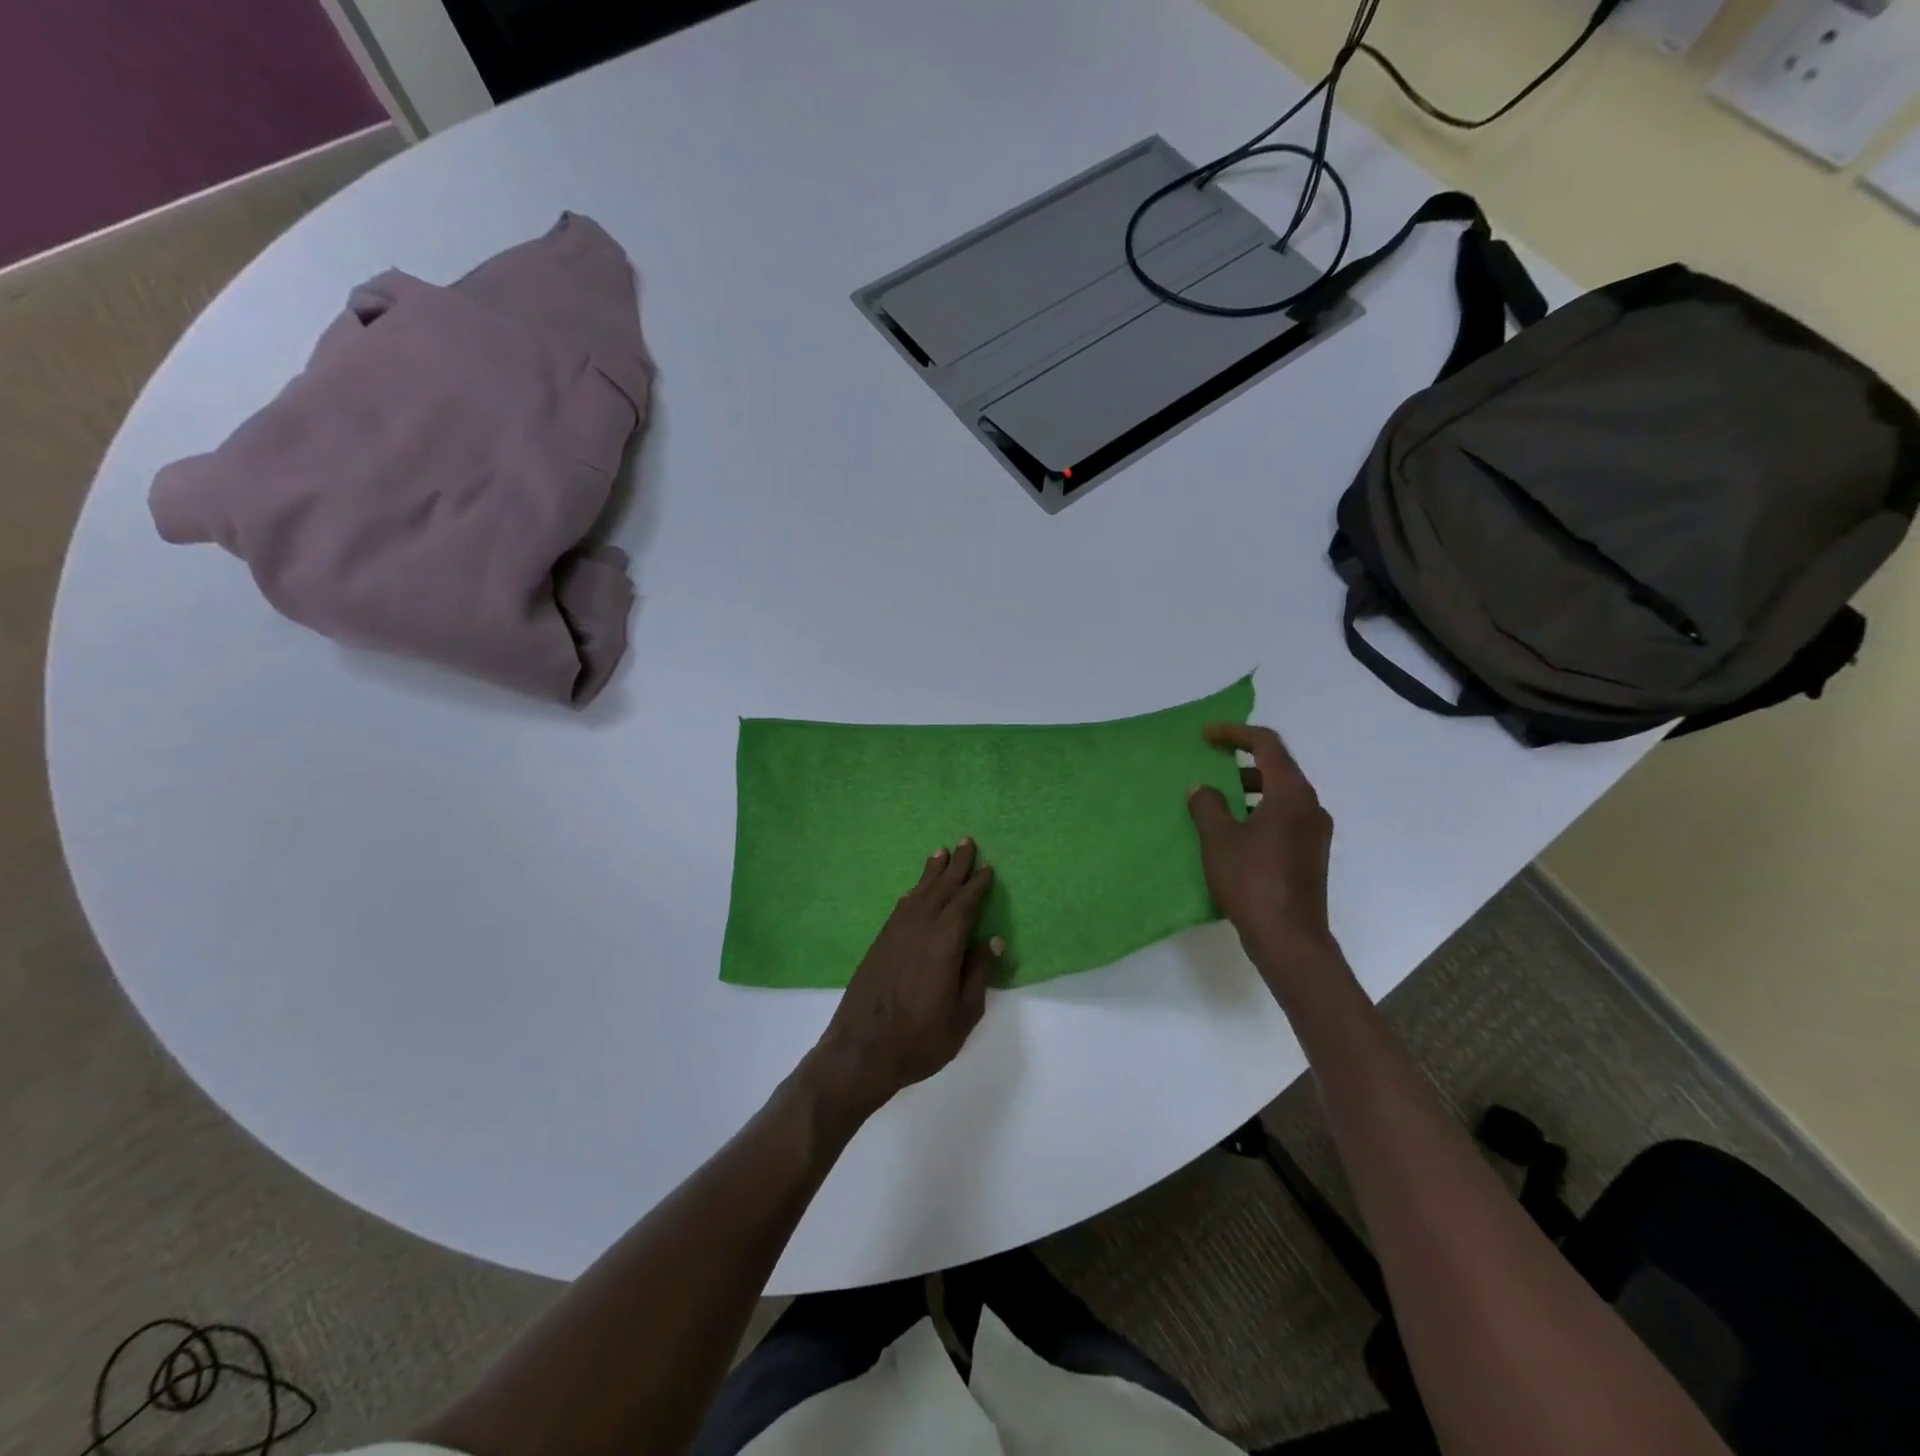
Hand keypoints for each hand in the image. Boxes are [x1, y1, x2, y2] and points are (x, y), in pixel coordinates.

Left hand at [805, 839, 1003, 1125]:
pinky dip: (911, 895)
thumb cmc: (920, 1038)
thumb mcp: (962, 1014)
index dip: (977, 884)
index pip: (965, 904)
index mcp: (944, 942)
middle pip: (941, 889)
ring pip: (918, 894)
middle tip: (966, 841)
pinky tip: (912, 893)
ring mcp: (895, 934)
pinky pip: (901, 908)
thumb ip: (978, 974)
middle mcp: (919, 928)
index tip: (987, 867)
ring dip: (931, 873)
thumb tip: (992, 941)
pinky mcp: (879, 944)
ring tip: (940, 854)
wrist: (861, 1050)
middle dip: (956, 866)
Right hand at [1187, 723, 1343, 990]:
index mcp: (1291, 794)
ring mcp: (1315, 832)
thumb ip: (1208, 806)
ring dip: (1250, 787)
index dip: (1236, 733)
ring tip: (1217, 798)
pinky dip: (1260, 810)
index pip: (1268, 745)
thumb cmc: (1252, 881)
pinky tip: (1235, 830)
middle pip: (1278, 767)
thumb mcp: (1219, 839)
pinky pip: (1285, 816)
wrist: (1289, 938)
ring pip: (1282, 794)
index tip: (1206, 736)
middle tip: (1211, 762)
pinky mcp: (1311, 853)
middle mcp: (1311, 806)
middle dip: (1242, 760)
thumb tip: (1203, 788)